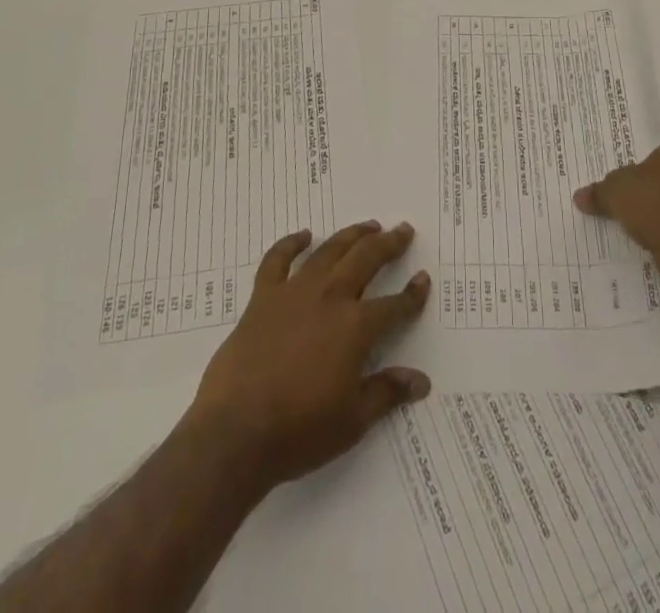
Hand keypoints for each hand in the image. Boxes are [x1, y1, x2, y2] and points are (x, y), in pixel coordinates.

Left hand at [182, 221, 431, 494]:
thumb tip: (421, 381)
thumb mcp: (352, 421)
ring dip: (351, 235)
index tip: (423, 280)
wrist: (235, 433)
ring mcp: (294, 292)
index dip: (412, 294)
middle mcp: (330, 298)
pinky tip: (303, 235)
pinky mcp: (263, 297)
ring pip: (329, 251)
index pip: (394, 306)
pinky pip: (278, 260)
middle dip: (388, 244)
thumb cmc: (299, 431)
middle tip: (402, 230)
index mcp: (356, 327)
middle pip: (366, 260)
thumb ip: (387, 393)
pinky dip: (291, 243)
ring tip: (367, 226)